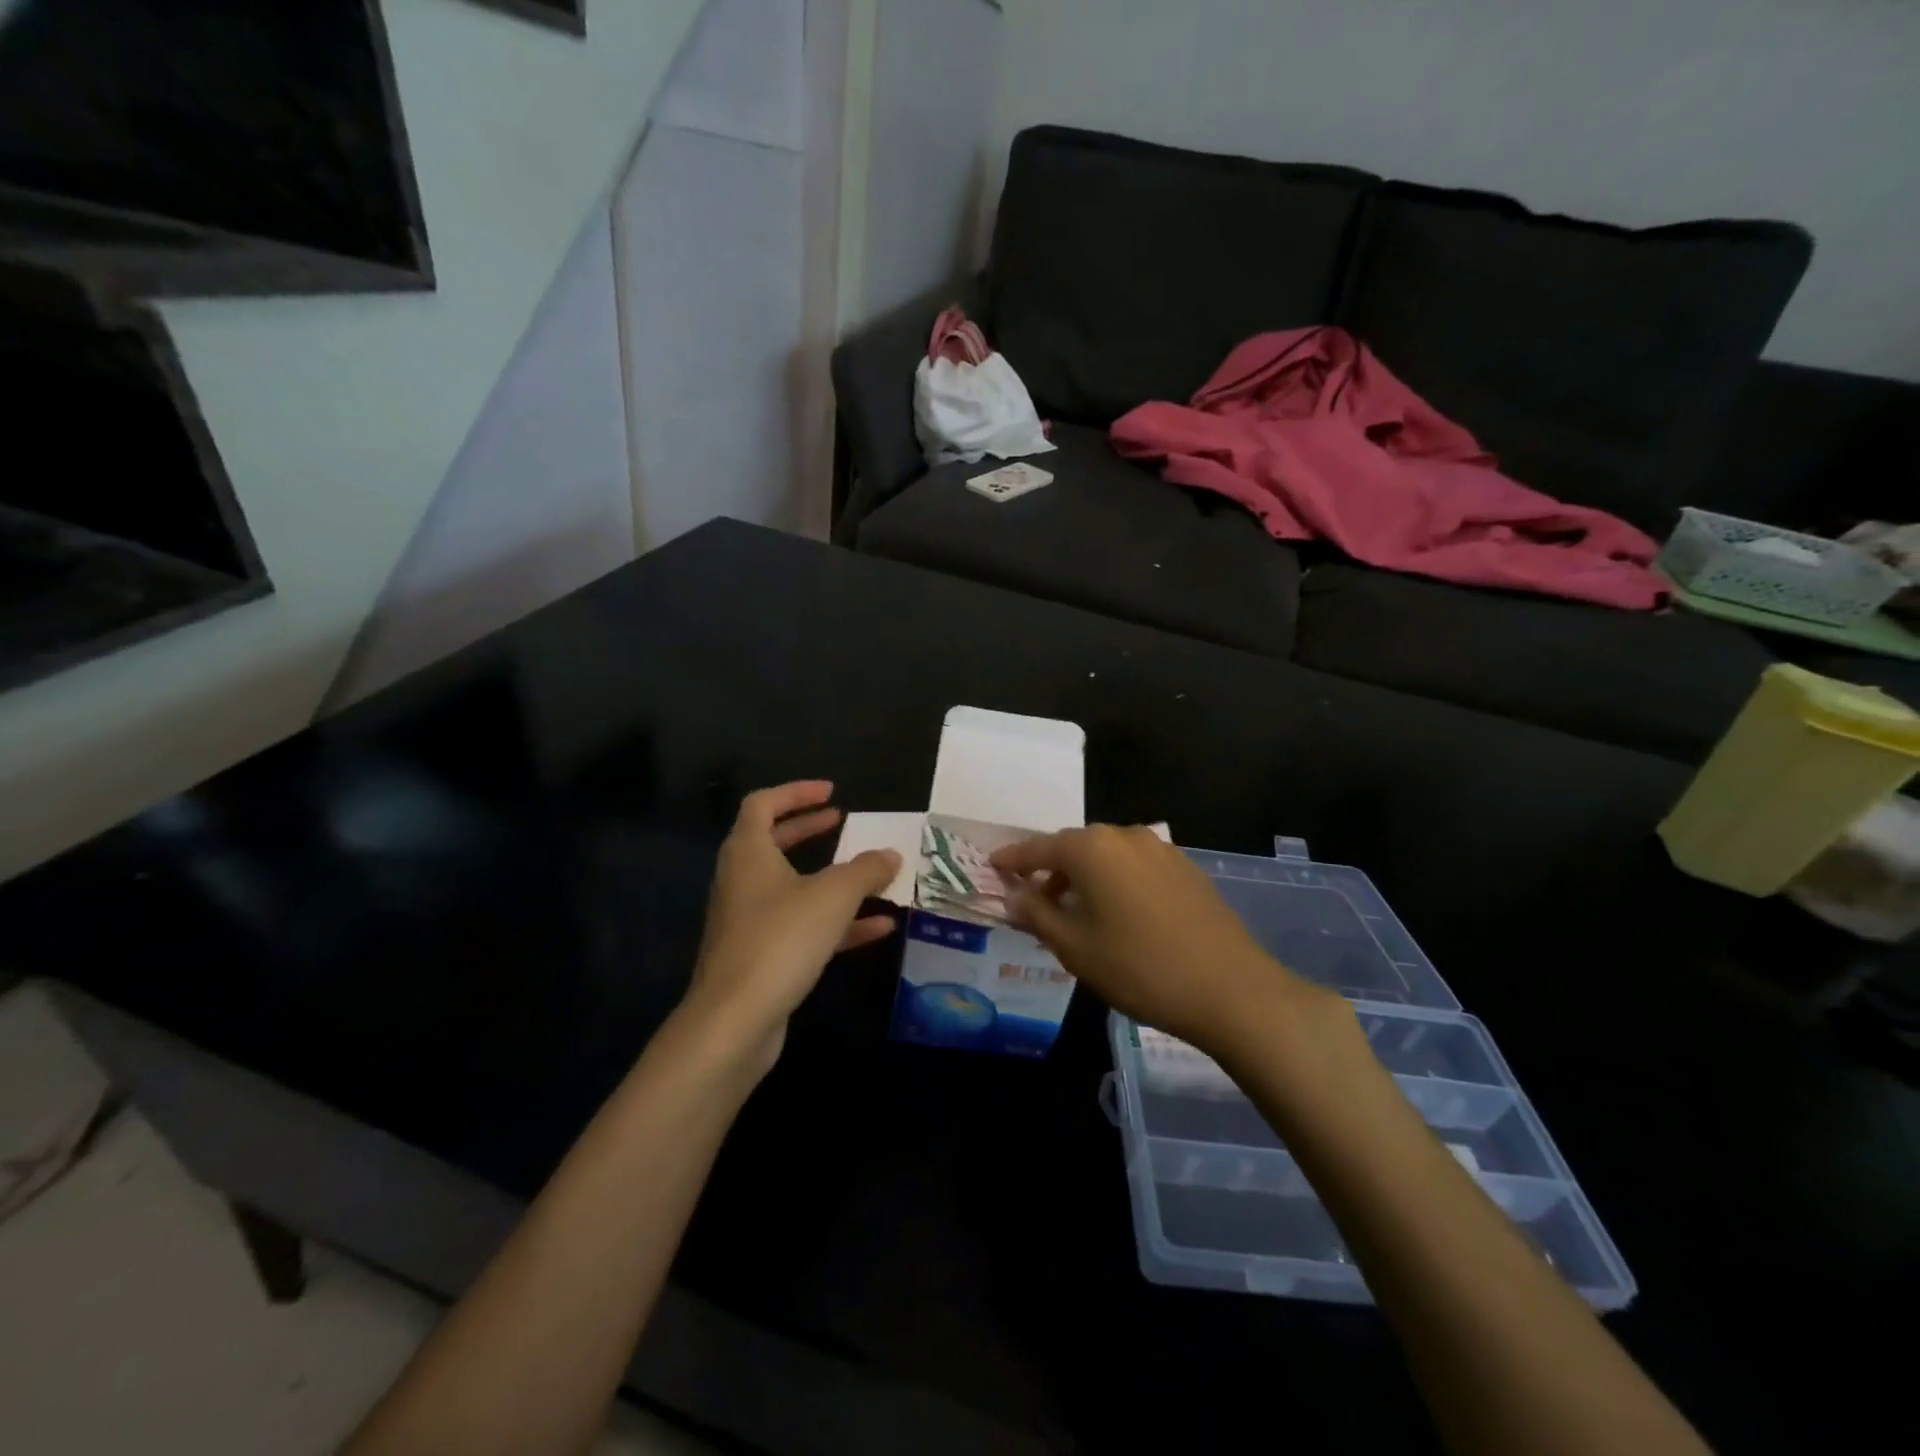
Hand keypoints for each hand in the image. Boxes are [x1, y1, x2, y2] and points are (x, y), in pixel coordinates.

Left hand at [683, 782, 900, 1075]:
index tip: (832, 793)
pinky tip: (878, 927)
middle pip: (774, 842)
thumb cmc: (781, 939)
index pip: (763, 804)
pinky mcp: (762, 956)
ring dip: (830, 878)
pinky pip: (803, 927)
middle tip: (842, 822)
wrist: (735, 1021)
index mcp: (748, 853)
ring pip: (793, 887)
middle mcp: (743, 881)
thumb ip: (866, 870)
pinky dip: (837, 922)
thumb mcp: (834, 896)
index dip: (796, 792)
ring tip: (870, 873)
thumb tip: (891, 854)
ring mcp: (750, 921)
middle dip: (809, 830)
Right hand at [991, 825, 1335, 1056]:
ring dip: (1084, 876)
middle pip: (1075, 847)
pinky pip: (1135, 866)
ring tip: (1076, 912)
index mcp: (1092, 848)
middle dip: (1051, 870)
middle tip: (1034, 900)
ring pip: (1107, 856)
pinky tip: (1117, 914)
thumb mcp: (1075, 947)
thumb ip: (1036, 915)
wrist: (1230, 989)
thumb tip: (1012, 897)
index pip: (1039, 848)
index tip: (993, 866)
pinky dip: (1115, 881)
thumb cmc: (1139, 967)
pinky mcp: (1185, 868)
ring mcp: (1160, 849)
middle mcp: (1125, 836)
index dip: (1014, 859)